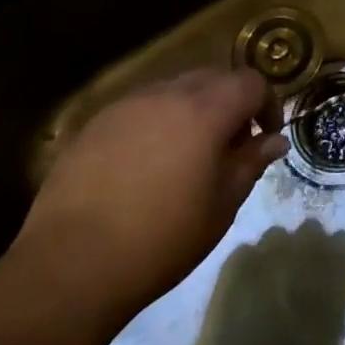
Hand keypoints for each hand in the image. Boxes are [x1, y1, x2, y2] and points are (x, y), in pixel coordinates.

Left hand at [12, 69, 287, 326]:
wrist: (70, 267)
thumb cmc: (160, 240)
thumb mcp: (220, 207)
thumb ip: (250, 163)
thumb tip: (274, 140)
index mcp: (206, 110)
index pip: (252, 82)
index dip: (267, 105)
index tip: (264, 138)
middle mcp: (168, 93)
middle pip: (214, 77)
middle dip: (231, 102)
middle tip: (230, 145)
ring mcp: (128, 104)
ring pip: (175, 88)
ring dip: (193, 109)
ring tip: (187, 154)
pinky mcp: (96, 122)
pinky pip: (141, 106)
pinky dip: (157, 121)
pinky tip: (146, 163)